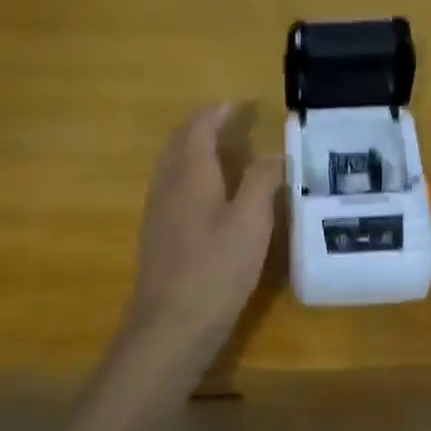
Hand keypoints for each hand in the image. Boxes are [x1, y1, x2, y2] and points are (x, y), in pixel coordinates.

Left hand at [122, 104, 284, 382]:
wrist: (170, 327)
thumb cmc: (216, 269)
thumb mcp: (251, 222)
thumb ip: (261, 181)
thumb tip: (273, 152)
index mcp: (190, 174)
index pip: (198, 129)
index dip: (215, 113)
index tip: (235, 104)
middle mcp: (168, 186)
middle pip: (178, 144)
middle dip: (199, 127)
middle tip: (225, 120)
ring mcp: (157, 212)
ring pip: (171, 166)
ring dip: (191, 149)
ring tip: (217, 150)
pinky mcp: (157, 237)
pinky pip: (170, 188)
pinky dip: (187, 174)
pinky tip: (203, 195)